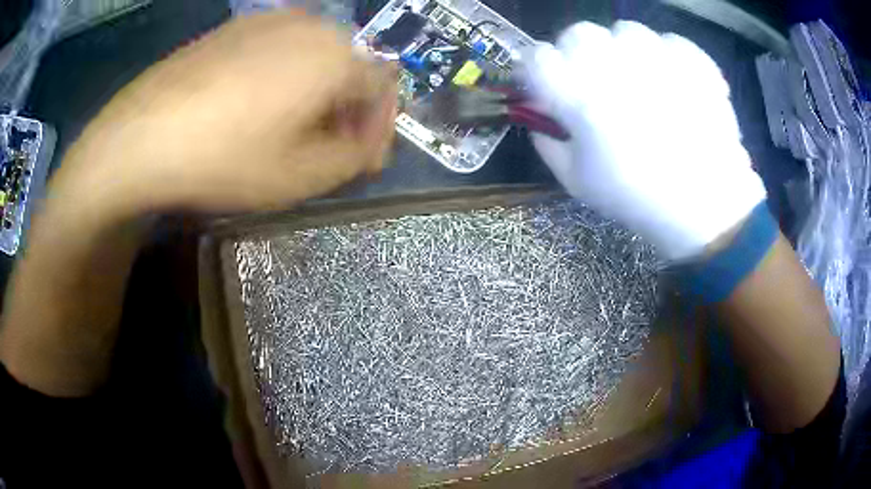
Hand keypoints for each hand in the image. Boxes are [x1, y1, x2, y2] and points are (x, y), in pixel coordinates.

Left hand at [55, 12, 397, 216]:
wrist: (140, 136)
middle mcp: (311, 25)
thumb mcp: (300, 176)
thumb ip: (353, 158)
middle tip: (329, 148)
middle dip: (349, 109)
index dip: (379, 126)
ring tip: (293, 130)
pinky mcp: (235, 28)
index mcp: (336, 55)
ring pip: (315, 56)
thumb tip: (368, 143)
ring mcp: (269, 20)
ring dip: (317, 93)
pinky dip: (285, 78)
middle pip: (351, 66)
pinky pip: (279, 50)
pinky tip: (258, 107)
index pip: (383, 87)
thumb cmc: (224, 157)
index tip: (363, 159)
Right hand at [525, 21, 766, 260]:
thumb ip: (549, 142)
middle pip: (577, 34)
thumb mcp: (577, 182)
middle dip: (577, 55)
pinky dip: (664, 56)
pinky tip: (671, 82)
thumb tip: (542, 118)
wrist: (707, 206)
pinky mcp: (691, 59)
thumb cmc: (637, 198)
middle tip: (595, 82)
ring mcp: (656, 55)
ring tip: (639, 80)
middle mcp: (613, 63)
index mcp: (578, 94)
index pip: (536, 59)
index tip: (545, 87)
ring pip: (624, 31)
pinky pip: (667, 40)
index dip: (536, 72)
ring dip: (623, 51)